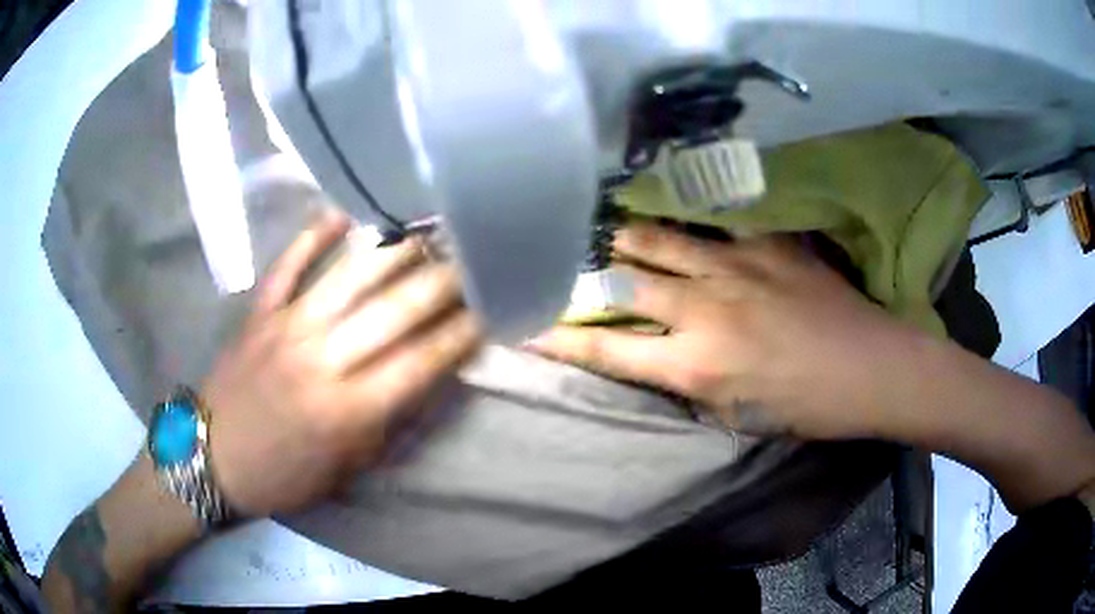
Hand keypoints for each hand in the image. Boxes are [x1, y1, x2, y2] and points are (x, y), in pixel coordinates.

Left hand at [202, 210, 482, 515]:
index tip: (490, 310)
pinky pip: (289, 265)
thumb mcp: (346, 469)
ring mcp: (287, 327)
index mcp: (348, 411)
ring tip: (427, 230)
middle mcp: (322, 360)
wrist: (212, 459)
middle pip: (393, 311)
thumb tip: (427, 379)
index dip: (459, 334)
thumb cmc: (284, 475)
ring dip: (393, 251)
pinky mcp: (259, 312)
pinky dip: (314, 235)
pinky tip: (343, 212)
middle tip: (472, 260)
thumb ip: (387, 423)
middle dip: (441, 283)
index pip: (419, 362)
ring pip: (349, 278)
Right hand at [530, 222, 920, 439]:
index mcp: (694, 364)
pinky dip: (684, 223)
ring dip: (621, 237)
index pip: (606, 349)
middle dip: (580, 275)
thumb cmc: (805, 405)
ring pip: (658, 240)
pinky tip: (672, 213)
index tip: (526, 324)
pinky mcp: (766, 242)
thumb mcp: (735, 414)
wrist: (870, 368)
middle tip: (556, 261)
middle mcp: (703, 308)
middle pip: (621, 282)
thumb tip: (653, 356)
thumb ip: (687, 381)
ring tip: (598, 228)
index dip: (558, 337)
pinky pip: (713, 225)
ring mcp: (735, 265)